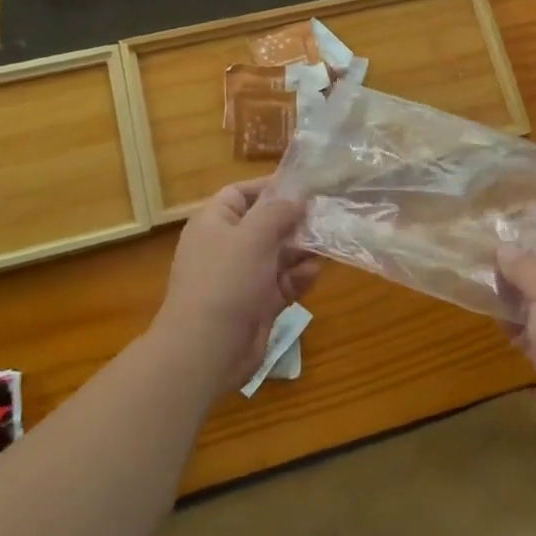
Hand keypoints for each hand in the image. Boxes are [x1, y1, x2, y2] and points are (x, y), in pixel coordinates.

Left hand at [152, 179, 320, 393]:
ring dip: (301, 250)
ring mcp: (241, 278)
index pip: (240, 194)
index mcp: (214, 223)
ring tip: (328, 242)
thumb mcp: (253, 235)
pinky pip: (282, 283)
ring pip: (277, 255)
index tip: (303, 185)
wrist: (206, 349)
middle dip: (294, 221)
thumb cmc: (227, 280)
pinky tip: (315, 273)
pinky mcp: (256, 304)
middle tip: (326, 213)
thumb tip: (297, 197)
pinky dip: (298, 277)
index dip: (270, 187)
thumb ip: (278, 211)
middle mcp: (226, 247)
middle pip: (264, 224)